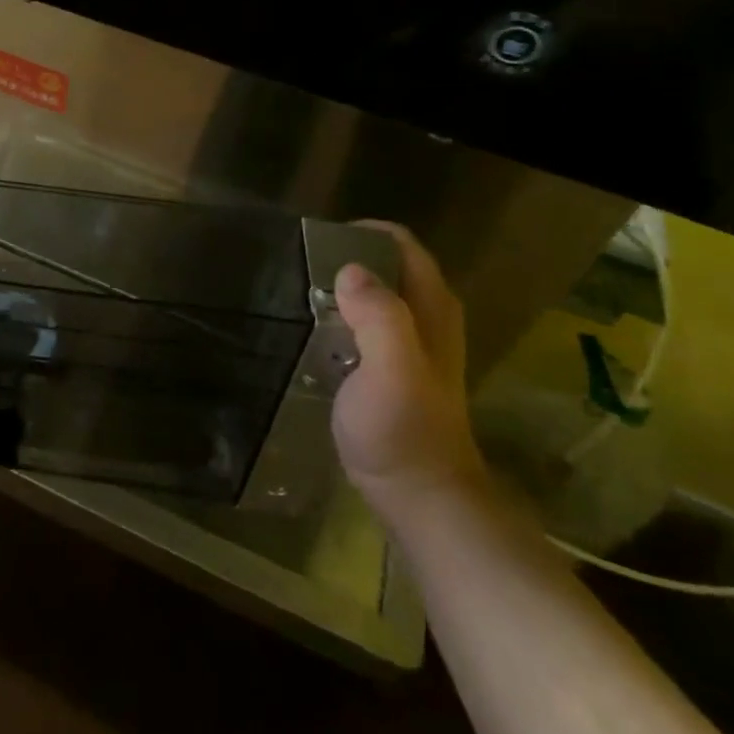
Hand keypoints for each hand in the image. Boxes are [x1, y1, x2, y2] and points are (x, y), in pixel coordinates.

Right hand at [331, 223, 489, 518]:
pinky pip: (369, 323)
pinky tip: (315, 329)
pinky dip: (344, 315)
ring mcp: (415, 346)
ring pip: (379, 294)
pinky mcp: (397, 370)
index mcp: (432, 308)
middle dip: (348, 257)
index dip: (362, 234)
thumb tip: (350, 270)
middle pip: (390, 265)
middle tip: (302, 266)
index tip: (317, 242)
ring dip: (344, 287)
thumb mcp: (391, 369)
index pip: (402, 245)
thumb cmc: (405, 432)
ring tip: (300, 291)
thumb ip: (378, 316)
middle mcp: (429, 318)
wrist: (423, 500)